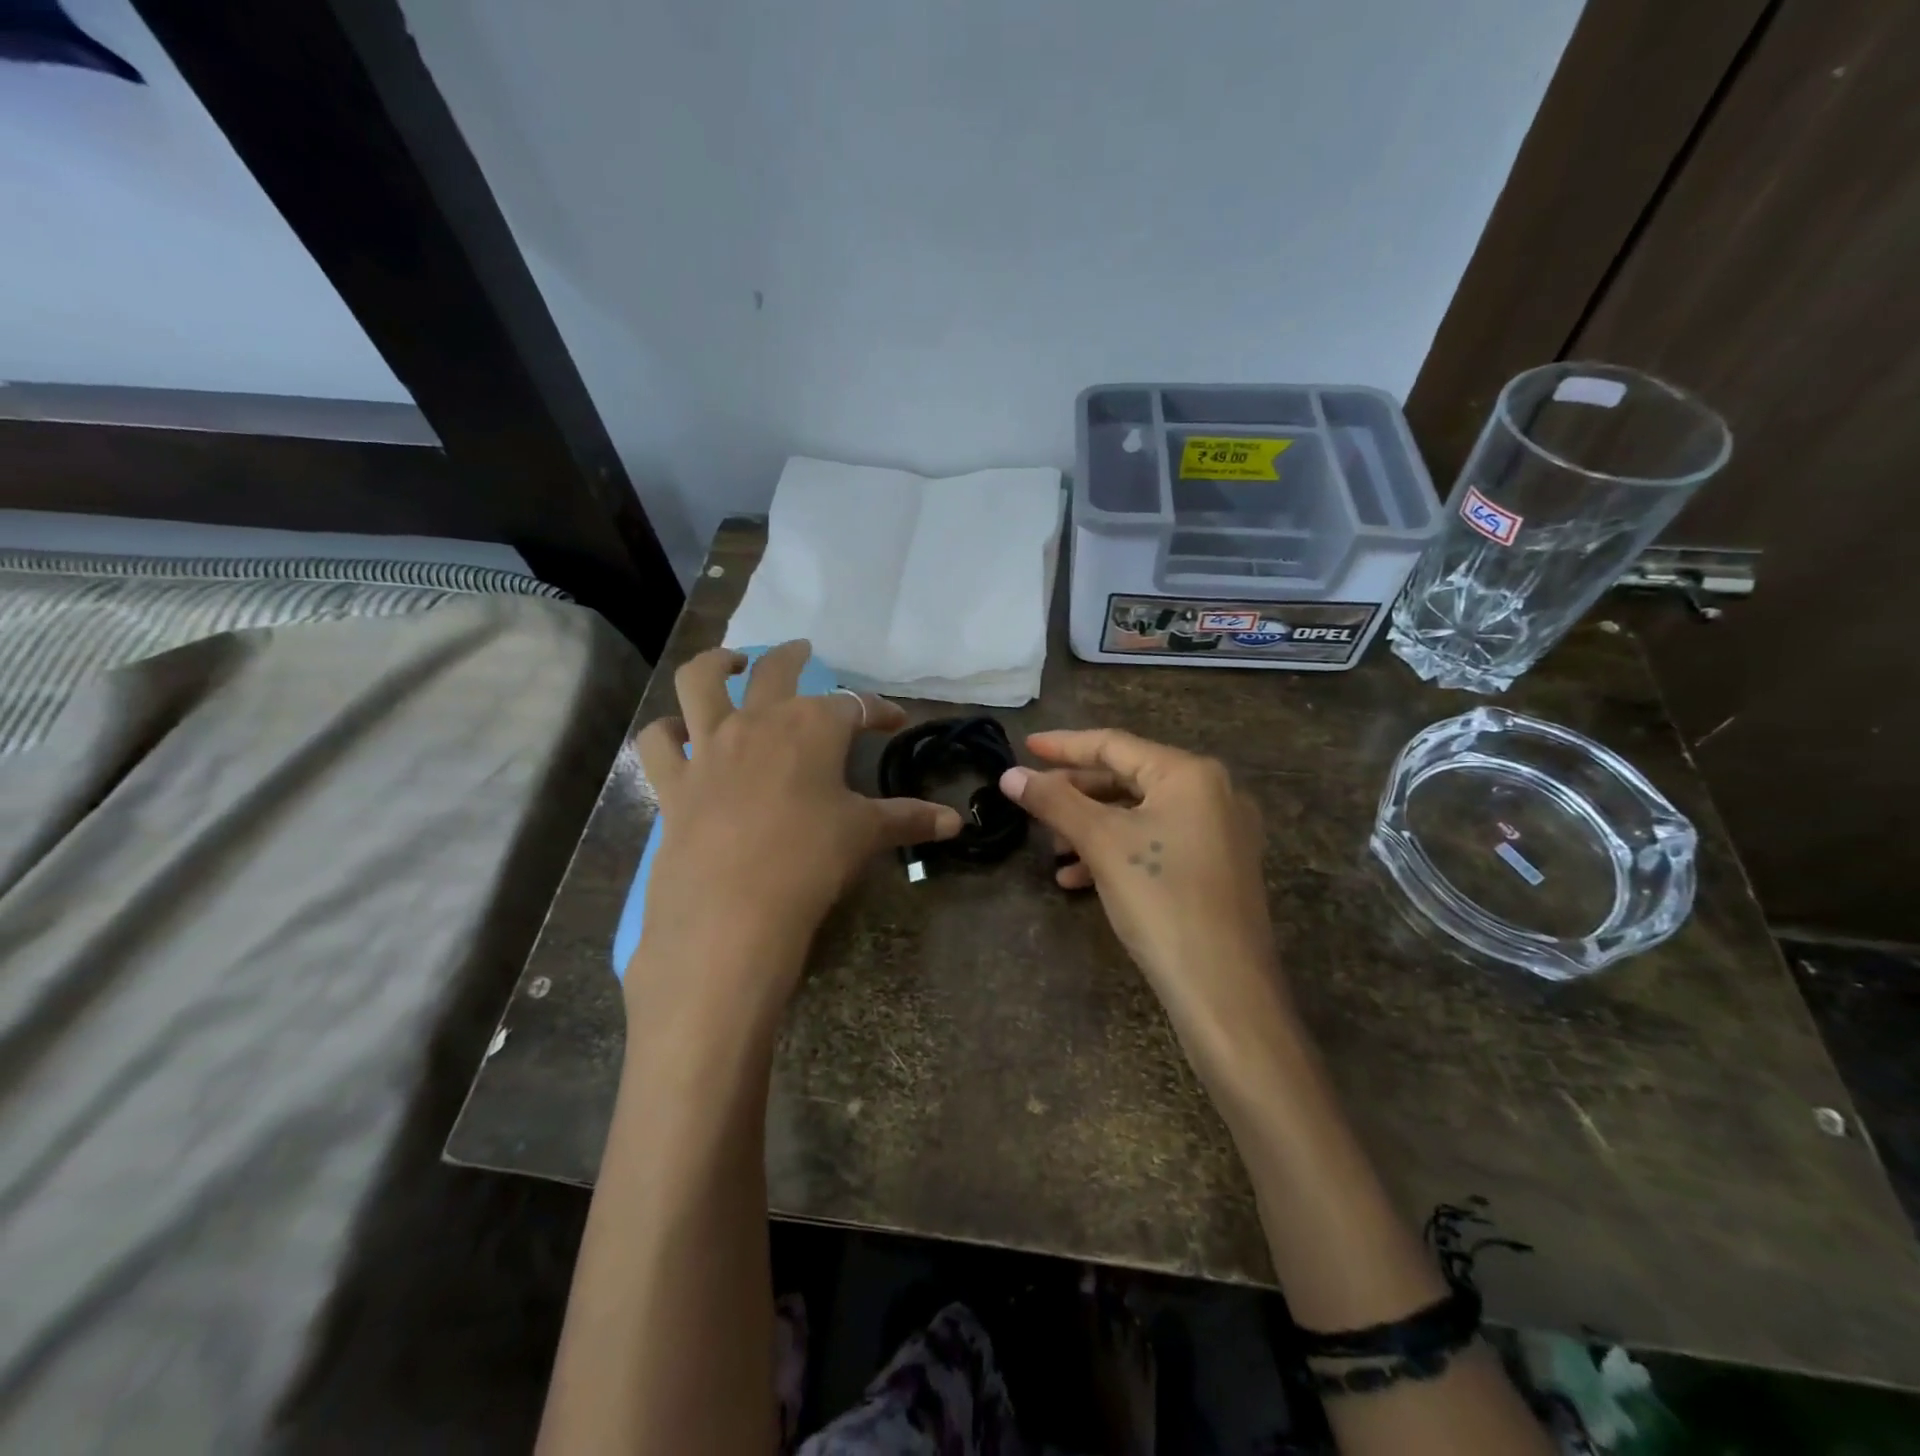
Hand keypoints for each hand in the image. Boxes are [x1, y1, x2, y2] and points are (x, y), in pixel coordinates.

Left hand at [634, 642, 962, 995]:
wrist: (732, 909)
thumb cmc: (811, 860)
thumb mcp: (865, 834)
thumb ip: (910, 819)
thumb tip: (955, 821)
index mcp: (812, 727)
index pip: (855, 705)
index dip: (879, 710)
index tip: (895, 720)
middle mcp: (758, 721)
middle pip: (776, 669)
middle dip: (794, 656)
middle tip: (804, 651)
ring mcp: (709, 747)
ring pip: (701, 682)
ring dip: (716, 665)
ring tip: (728, 664)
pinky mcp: (673, 782)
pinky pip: (658, 742)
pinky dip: (666, 732)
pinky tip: (675, 734)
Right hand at [999, 729, 1281, 1051]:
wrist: (1224, 989)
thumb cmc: (1162, 900)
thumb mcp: (1102, 844)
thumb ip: (1054, 802)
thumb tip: (1010, 775)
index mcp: (1190, 774)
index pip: (1115, 745)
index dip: (1064, 745)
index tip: (1025, 746)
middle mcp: (1212, 793)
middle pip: (1128, 779)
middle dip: (1076, 794)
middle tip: (1034, 802)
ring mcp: (1220, 833)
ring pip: (1140, 815)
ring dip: (1092, 828)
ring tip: (1053, 850)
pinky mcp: (1217, 869)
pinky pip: (1158, 844)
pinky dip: (1117, 853)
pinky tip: (1079, 880)